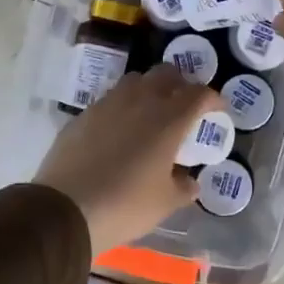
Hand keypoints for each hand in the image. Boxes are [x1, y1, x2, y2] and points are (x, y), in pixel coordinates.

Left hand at [34, 65, 221, 256]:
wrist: (65, 209)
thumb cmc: (125, 205)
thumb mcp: (165, 203)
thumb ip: (183, 187)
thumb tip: (190, 181)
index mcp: (168, 119)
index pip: (198, 94)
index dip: (212, 98)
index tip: (217, 109)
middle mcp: (139, 101)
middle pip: (165, 74)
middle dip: (180, 84)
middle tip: (184, 104)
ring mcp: (107, 104)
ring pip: (135, 81)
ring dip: (149, 89)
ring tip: (151, 112)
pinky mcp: (83, 115)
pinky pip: (110, 100)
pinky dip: (122, 106)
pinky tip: (119, 130)